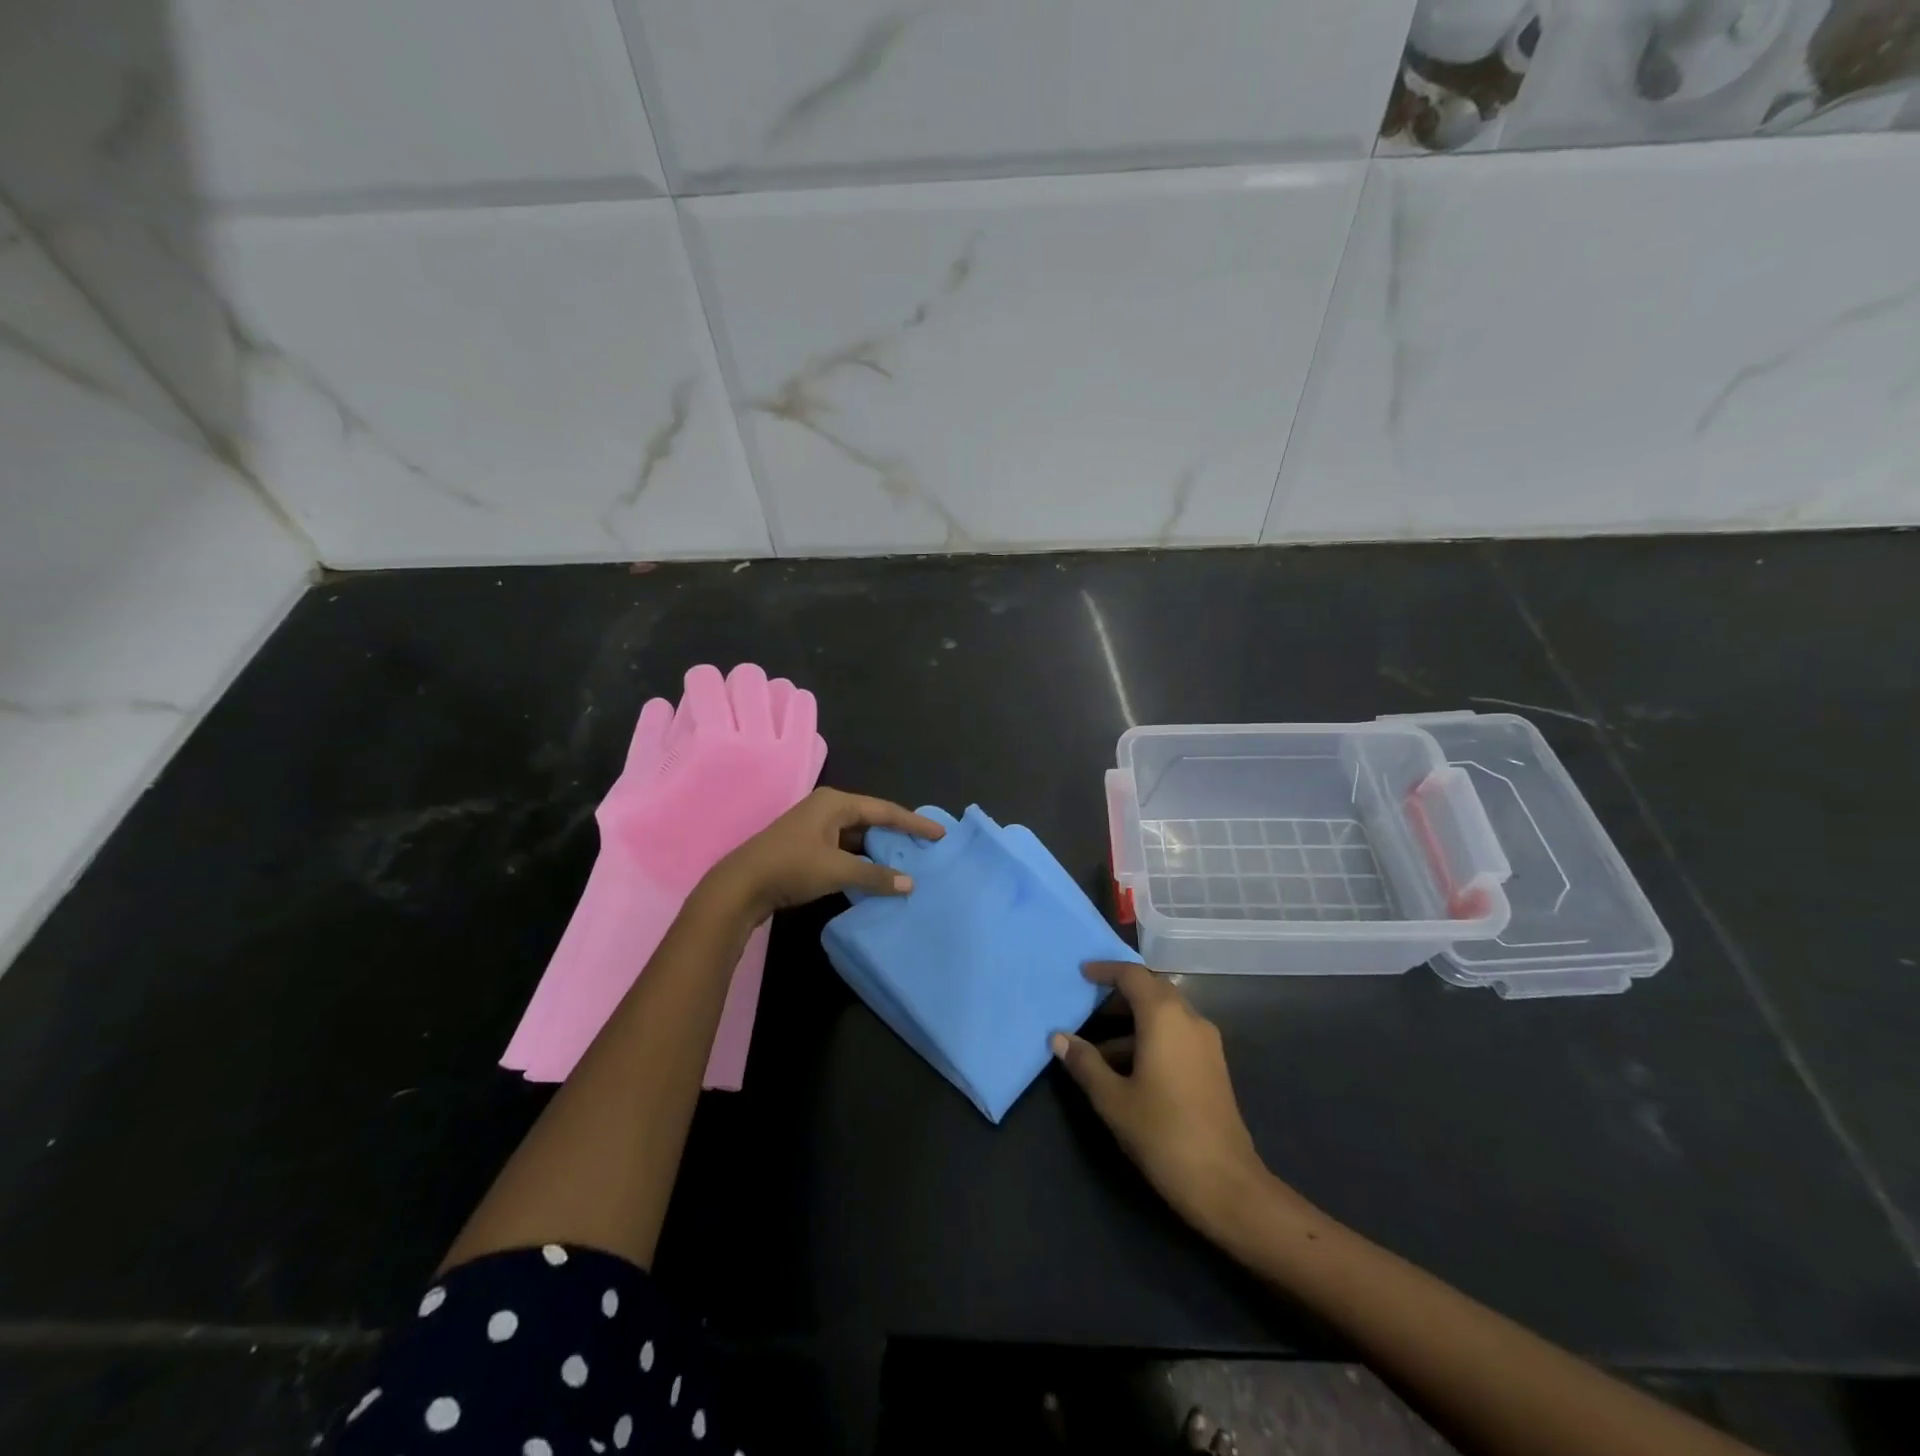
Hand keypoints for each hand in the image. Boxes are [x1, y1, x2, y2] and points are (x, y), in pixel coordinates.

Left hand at [705, 788, 945, 920]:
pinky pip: (845, 849)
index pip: (885, 810)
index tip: (939, 833)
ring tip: (906, 863)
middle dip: (897, 835)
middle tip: (925, 848)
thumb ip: (875, 875)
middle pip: (872, 819)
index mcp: (836, 803)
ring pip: (857, 836)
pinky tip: (875, 875)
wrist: (740, 886)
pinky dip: (861, 860)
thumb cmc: (791, 867)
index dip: (914, 823)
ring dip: (878, 850)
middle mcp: (827, 809)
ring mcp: (815, 828)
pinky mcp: (807, 847)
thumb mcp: (837, 870)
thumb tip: (909, 884)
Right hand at [1053, 962, 1291, 1243]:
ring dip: (1133, 1021)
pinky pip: (1177, 1034)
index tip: (1082, 973)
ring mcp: (1206, 1042)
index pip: (1133, 975)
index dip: (1106, 970)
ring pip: (1165, 1014)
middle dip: (1120, 993)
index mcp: (1164, 1017)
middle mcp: (1189, 1019)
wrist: (1226, 1183)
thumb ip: (1085, 1063)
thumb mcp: (1113, 1099)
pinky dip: (1151, 1037)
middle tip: (1088, 1004)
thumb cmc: (1163, 1134)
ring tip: (1099, 1048)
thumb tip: (1059, 1037)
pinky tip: (1128, 1069)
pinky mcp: (1213, 1065)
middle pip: (1152, 989)